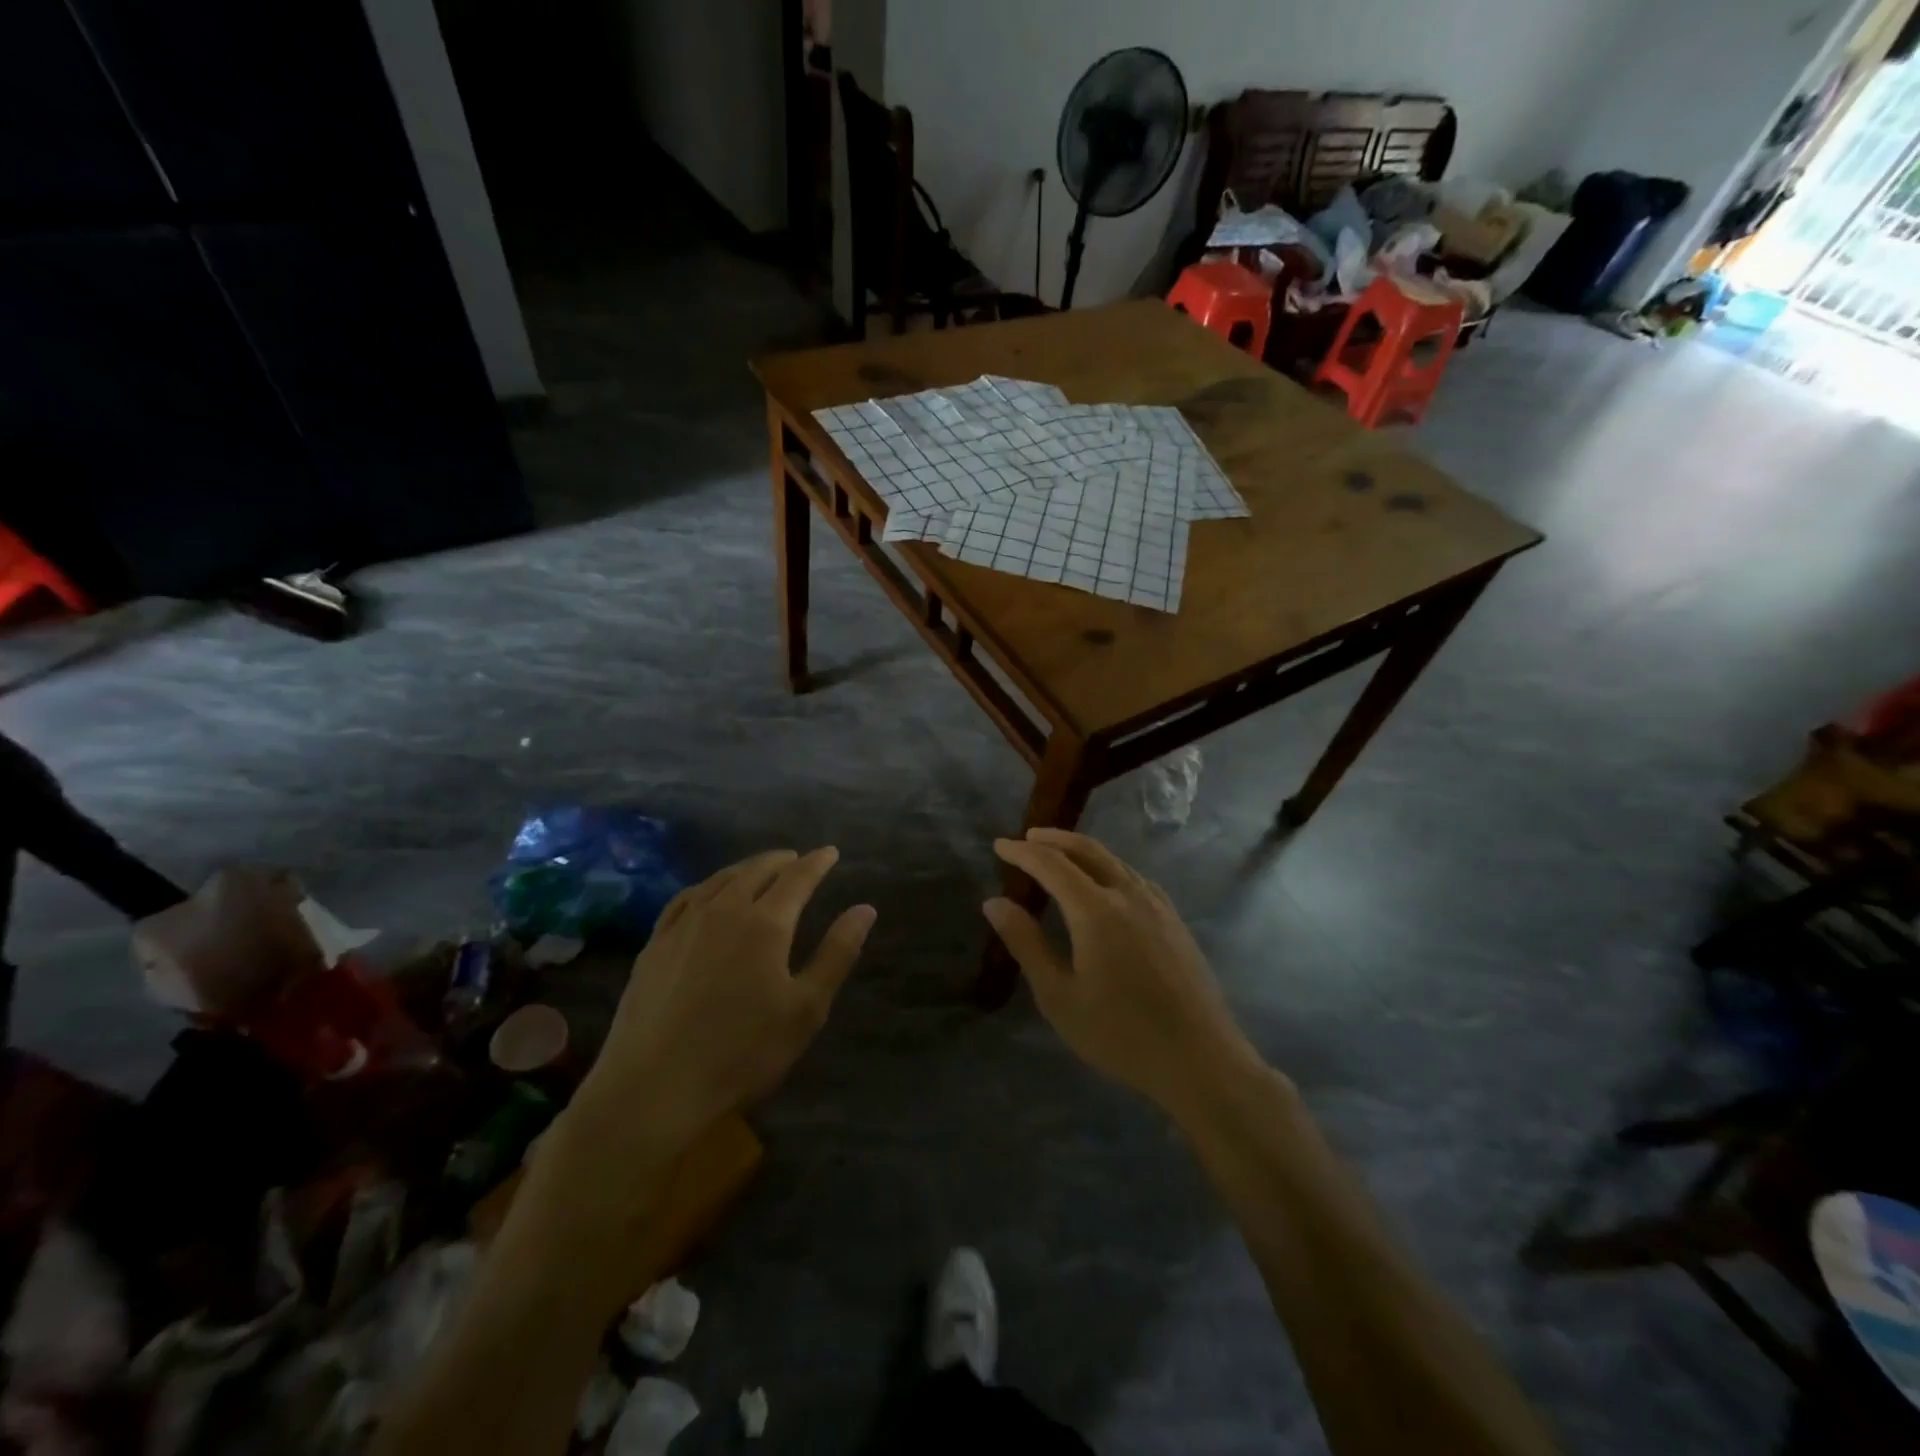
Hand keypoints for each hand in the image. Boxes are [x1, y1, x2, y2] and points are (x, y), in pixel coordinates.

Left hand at [570, 848, 874, 1151]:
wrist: (653, 1087)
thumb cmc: (742, 1052)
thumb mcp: (805, 1008)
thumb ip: (837, 953)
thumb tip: (865, 909)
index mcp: (765, 922)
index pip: (798, 877)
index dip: (817, 862)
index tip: (830, 852)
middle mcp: (724, 909)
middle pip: (756, 870)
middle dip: (782, 860)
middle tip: (798, 859)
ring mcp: (684, 924)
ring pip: (720, 879)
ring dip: (746, 868)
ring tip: (759, 870)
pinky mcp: (655, 944)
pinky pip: (686, 898)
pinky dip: (708, 886)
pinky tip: (708, 895)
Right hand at [983, 829, 1263, 1114]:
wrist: (1200, 1059)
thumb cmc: (1120, 1033)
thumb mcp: (1059, 996)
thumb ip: (1026, 944)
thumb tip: (994, 903)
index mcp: (1096, 910)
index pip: (1052, 864)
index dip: (1023, 852)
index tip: (999, 845)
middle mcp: (1128, 895)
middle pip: (1087, 851)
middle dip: (1054, 839)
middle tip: (1027, 839)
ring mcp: (1157, 905)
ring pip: (1114, 861)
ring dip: (1082, 850)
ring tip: (1060, 855)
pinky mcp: (1174, 921)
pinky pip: (1134, 877)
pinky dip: (1109, 866)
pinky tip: (1106, 883)